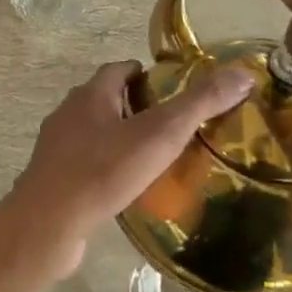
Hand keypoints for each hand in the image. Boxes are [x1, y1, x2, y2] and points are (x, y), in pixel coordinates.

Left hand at [7, 60, 253, 274]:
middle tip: (171, 126)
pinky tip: (124, 187)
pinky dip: (105, 167)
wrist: (49, 222)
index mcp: (90, 94)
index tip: (174, 90)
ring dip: (119, 139)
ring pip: (93, 133)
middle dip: (135, 107)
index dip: (146, 74)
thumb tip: (242, 73)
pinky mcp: (52, 177)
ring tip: (153, 158)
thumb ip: (199, 104)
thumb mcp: (160, 134)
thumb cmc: (104, 170)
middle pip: (105, 99)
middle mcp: (68, 113)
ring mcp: (55, 147)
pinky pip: (84, 164)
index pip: (119, 69)